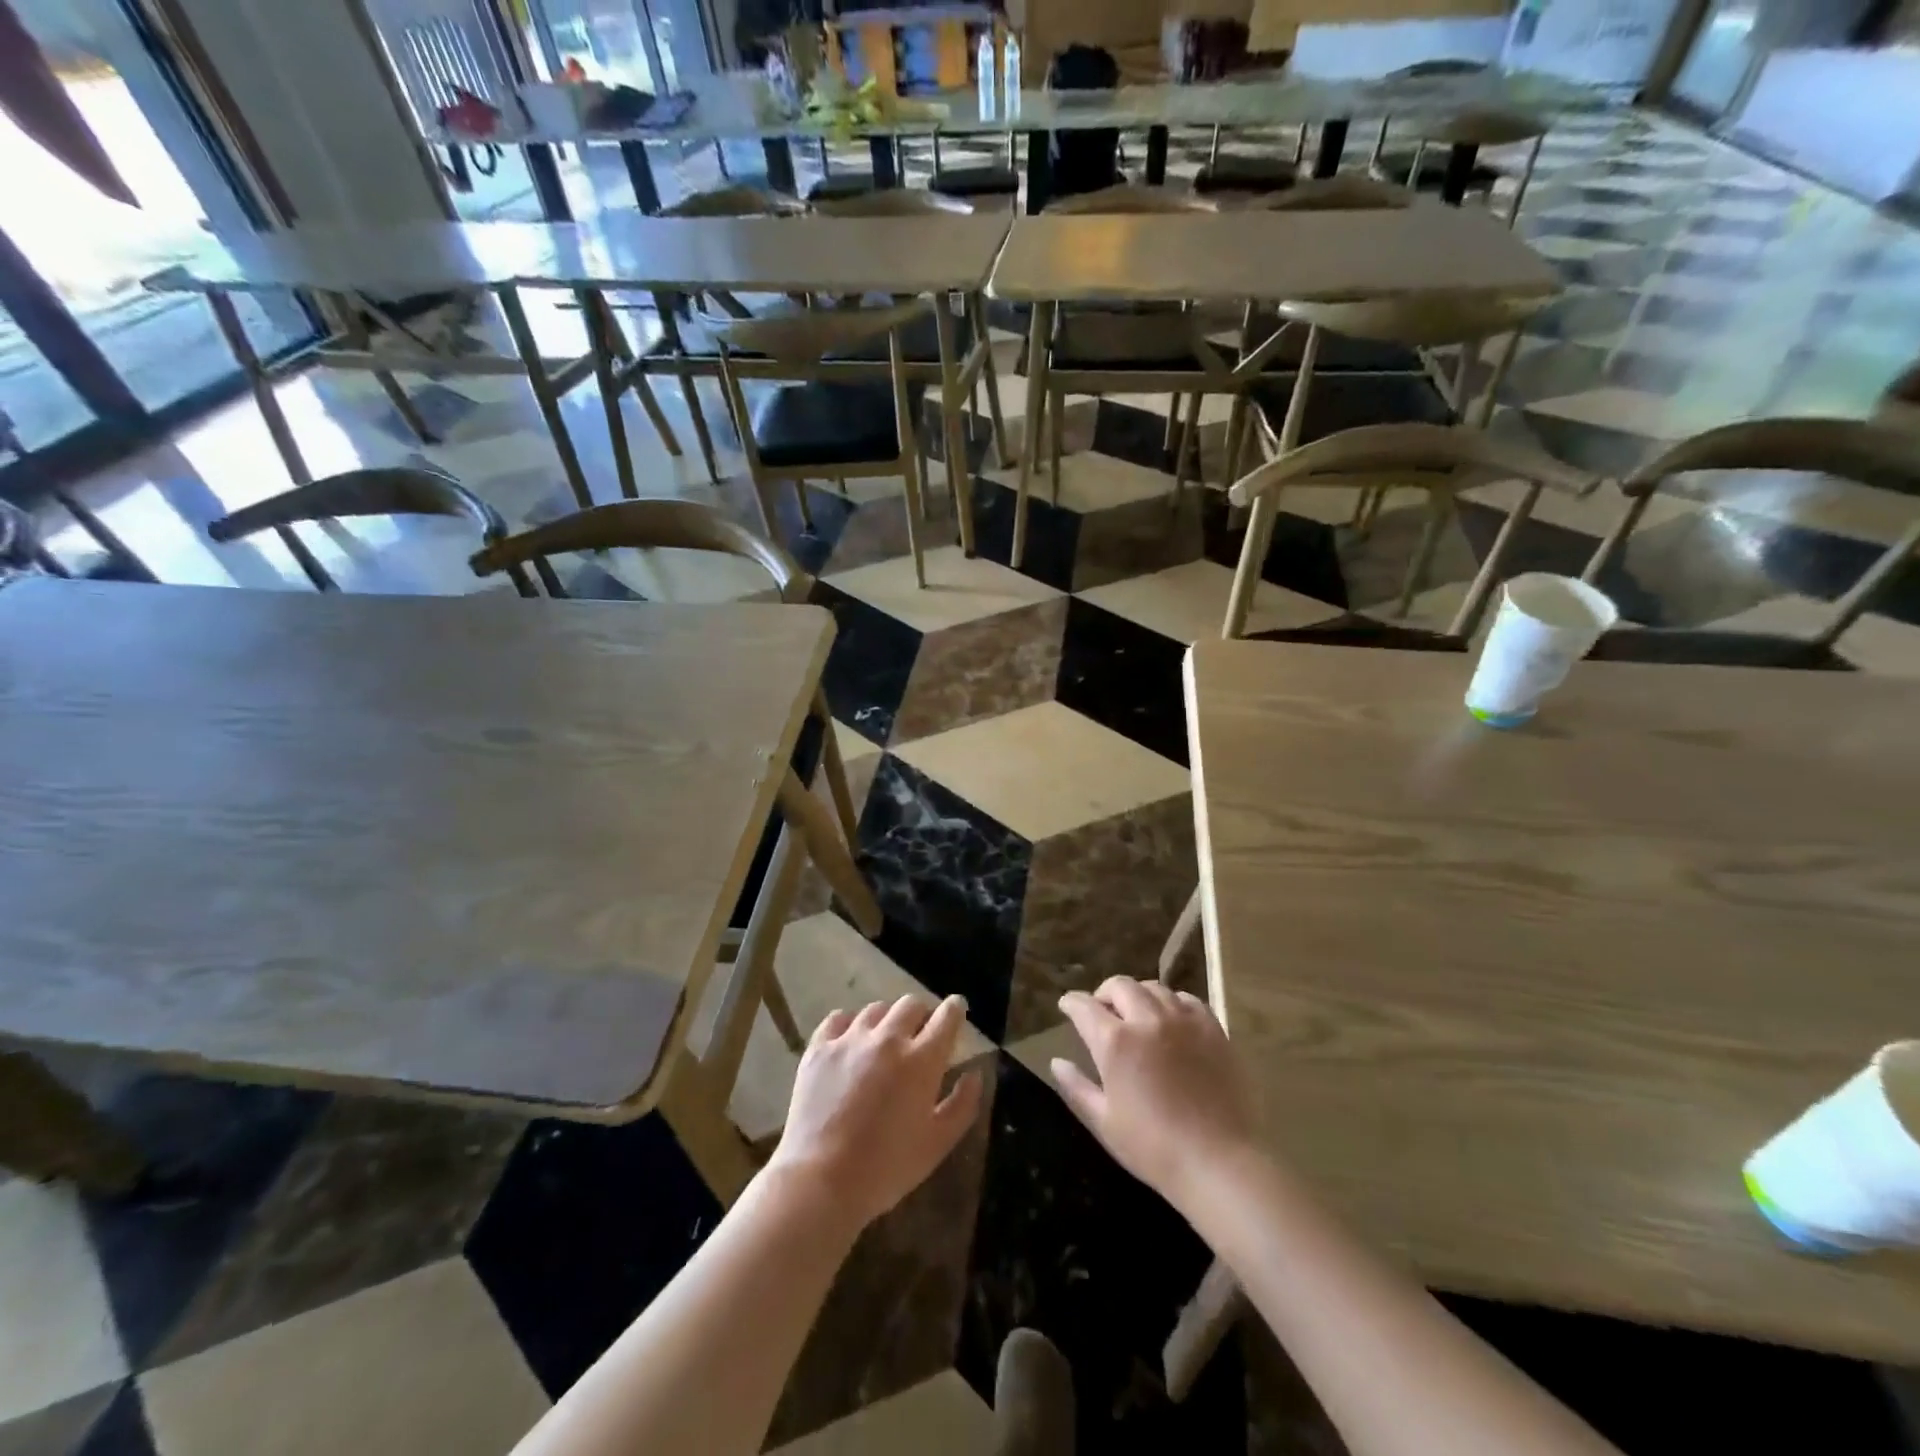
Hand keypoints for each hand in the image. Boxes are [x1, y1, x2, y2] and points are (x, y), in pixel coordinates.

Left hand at [768, 994, 983, 1232]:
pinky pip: (838, 1018)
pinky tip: (850, 1040)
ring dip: (887, 1020)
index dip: (955, 1009)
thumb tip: (974, 1074)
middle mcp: (888, 1039)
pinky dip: (850, 1024)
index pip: (946, 1016)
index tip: (957, 1009)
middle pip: (911, 1005)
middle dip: (922, 1014)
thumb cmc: (886, 1168)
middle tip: (920, 1033)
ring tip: (884, 1039)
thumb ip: (962, 1105)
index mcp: (921, 1060)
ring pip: (876, 1009)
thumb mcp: (937, 1144)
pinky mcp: (820, 1048)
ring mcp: (850, 1040)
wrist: (821, 1181)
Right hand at [1052, 977, 1258, 1204]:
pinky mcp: (1213, 1029)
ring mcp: (1183, 1020)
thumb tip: (1056, 1061)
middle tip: (1102, 1011)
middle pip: (1120, 986)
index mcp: (1115, 1041)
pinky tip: (1172, 1020)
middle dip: (1104, 993)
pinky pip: (1188, 1000)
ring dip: (1138, 995)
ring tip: (1137, 1013)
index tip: (1067, 1006)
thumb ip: (1076, 1087)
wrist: (1219, 1163)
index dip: (1071, 1003)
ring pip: (1154, 988)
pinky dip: (1172, 1003)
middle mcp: (1147, 1019)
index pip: (1084, 1006)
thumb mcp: (1104, 1122)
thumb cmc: (1154, 1148)